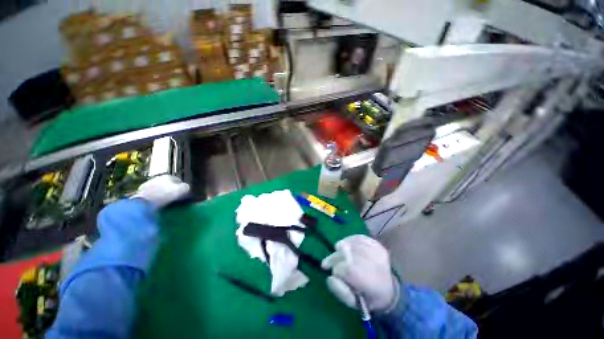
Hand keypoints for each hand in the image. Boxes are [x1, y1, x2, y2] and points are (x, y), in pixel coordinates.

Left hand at [132, 175, 189, 208]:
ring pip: (159, 189)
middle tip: (175, 199)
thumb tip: (186, 188)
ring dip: (162, 195)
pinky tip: (157, 204)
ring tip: (166, 203)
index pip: (178, 181)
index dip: (182, 187)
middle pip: (168, 185)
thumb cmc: (165, 195)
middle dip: (171, 190)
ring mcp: (147, 185)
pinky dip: (155, 199)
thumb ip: (186, 187)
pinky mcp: (140, 193)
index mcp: (168, 176)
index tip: (184, 195)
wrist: (143, 202)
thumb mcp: (181, 190)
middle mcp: (157, 178)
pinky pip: (151, 195)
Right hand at [321, 235, 397, 311]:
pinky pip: (359, 237)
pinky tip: (347, 245)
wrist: (389, 291)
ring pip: (350, 243)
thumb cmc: (368, 298)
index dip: (335, 270)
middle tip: (328, 262)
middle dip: (334, 257)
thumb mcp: (353, 302)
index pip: (341, 268)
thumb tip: (330, 276)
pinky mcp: (377, 245)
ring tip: (339, 253)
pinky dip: (350, 239)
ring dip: (341, 248)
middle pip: (344, 252)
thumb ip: (339, 290)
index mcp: (366, 280)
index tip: (334, 273)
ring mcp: (376, 251)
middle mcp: (371, 262)